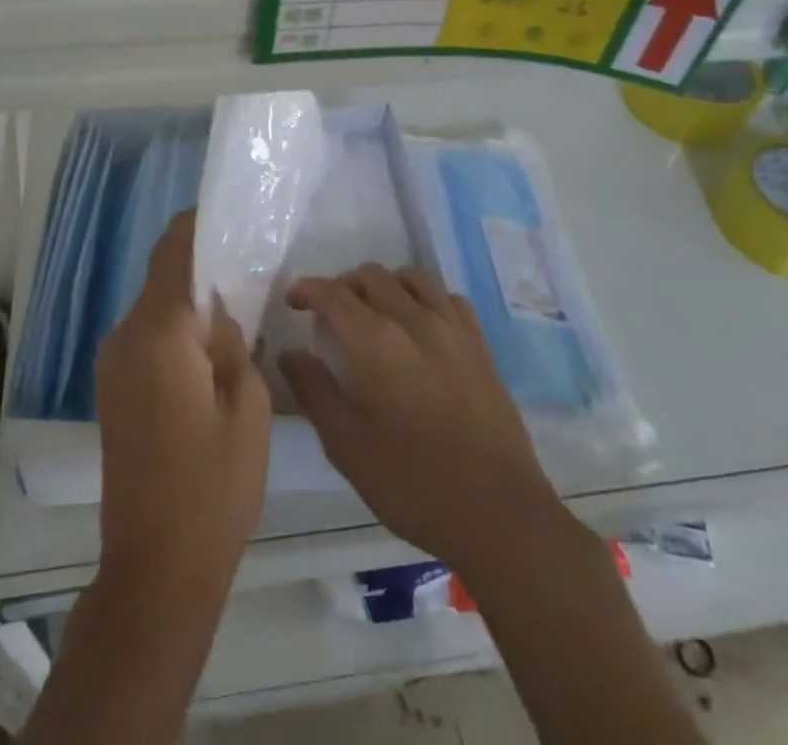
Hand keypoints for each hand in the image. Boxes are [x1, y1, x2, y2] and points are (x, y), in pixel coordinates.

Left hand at [95, 209, 269, 601]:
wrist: (155, 568)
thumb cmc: (213, 486)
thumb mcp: (247, 406)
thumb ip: (233, 340)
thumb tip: (219, 309)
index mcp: (158, 332)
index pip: (173, 252)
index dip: (197, 224)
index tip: (229, 212)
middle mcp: (125, 336)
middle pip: (163, 278)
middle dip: (201, 265)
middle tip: (249, 265)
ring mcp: (112, 364)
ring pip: (155, 309)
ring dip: (189, 301)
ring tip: (236, 308)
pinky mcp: (112, 389)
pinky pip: (146, 338)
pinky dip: (175, 330)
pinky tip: (209, 350)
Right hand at [279, 264, 584, 577]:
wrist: (497, 512)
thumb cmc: (411, 483)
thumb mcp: (347, 445)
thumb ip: (314, 391)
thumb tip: (290, 353)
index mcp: (376, 341)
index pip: (333, 294)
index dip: (307, 289)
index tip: (293, 301)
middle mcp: (414, 319)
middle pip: (371, 275)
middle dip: (342, 285)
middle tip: (329, 313)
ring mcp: (452, 327)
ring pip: (411, 277)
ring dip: (384, 284)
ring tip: (373, 311)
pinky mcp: (479, 343)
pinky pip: (446, 297)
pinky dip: (423, 298)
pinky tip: (419, 324)